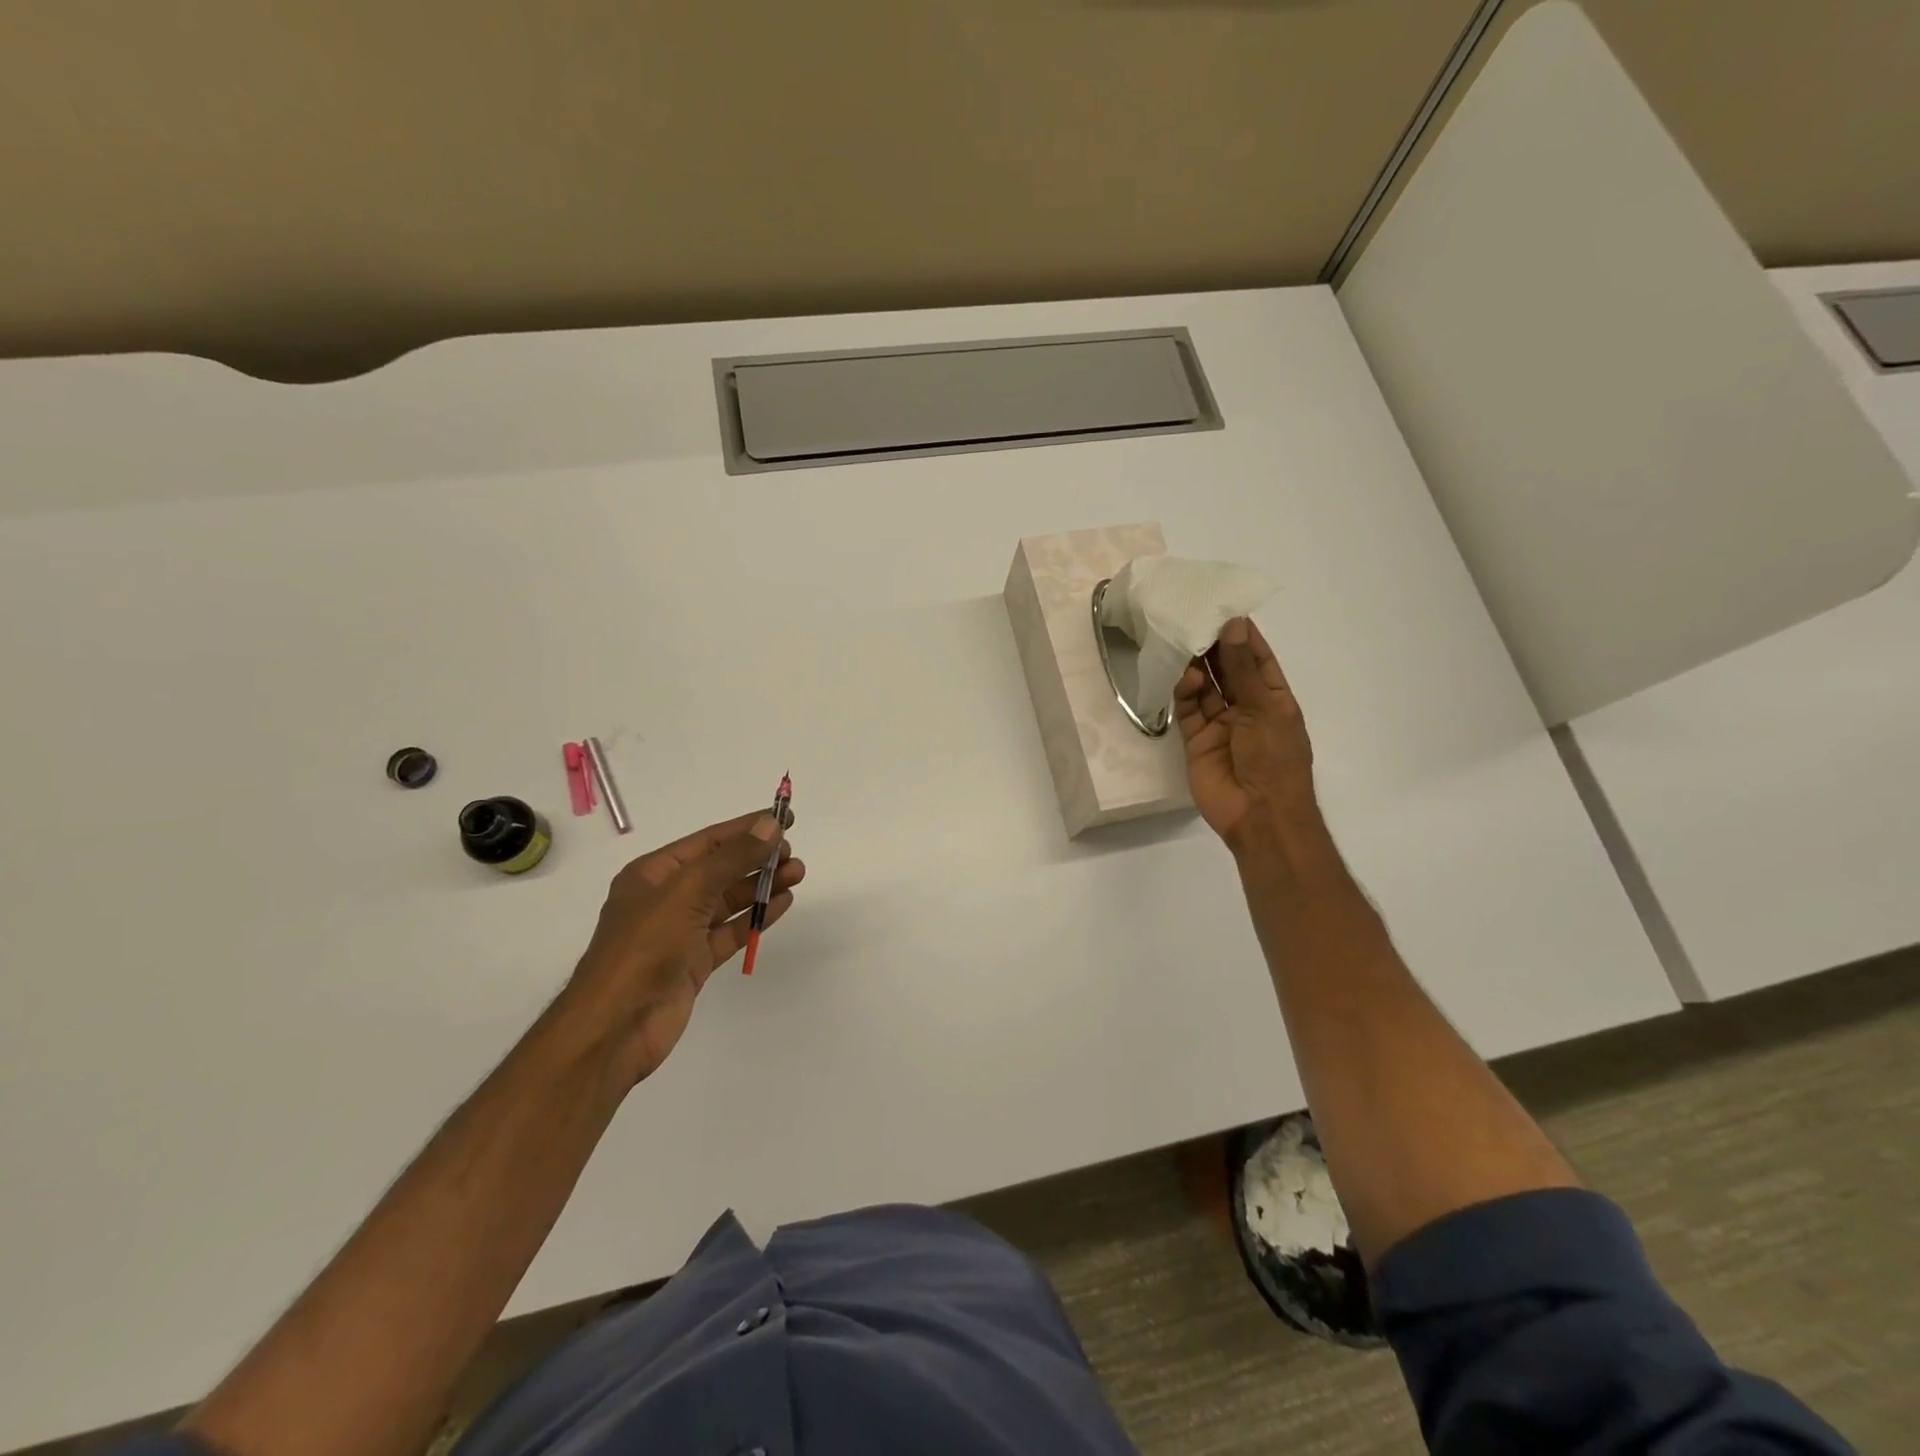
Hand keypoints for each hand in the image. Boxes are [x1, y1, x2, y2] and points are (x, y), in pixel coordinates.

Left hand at [562, 810, 804, 1082]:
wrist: (615, 1028)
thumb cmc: (644, 948)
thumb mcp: (688, 892)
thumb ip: (732, 858)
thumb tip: (771, 824)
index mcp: (654, 874)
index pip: (709, 841)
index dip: (747, 827)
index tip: (785, 818)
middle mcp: (666, 898)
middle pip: (721, 869)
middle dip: (758, 859)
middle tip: (793, 855)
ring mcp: (680, 932)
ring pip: (729, 900)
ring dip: (762, 886)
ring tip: (797, 874)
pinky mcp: (694, 962)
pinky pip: (730, 931)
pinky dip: (755, 916)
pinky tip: (782, 904)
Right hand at [1174, 617, 1325, 862]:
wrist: (1259, 815)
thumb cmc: (1275, 760)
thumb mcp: (1265, 709)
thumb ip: (1243, 669)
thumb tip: (1234, 626)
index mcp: (1274, 701)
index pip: (1257, 660)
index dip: (1243, 637)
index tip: (1224, 609)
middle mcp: (1247, 709)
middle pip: (1228, 671)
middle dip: (1214, 648)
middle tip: (1195, 619)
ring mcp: (1220, 725)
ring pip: (1206, 688)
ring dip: (1197, 667)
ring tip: (1185, 643)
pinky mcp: (1196, 740)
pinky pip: (1189, 710)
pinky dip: (1186, 693)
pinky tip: (1186, 680)